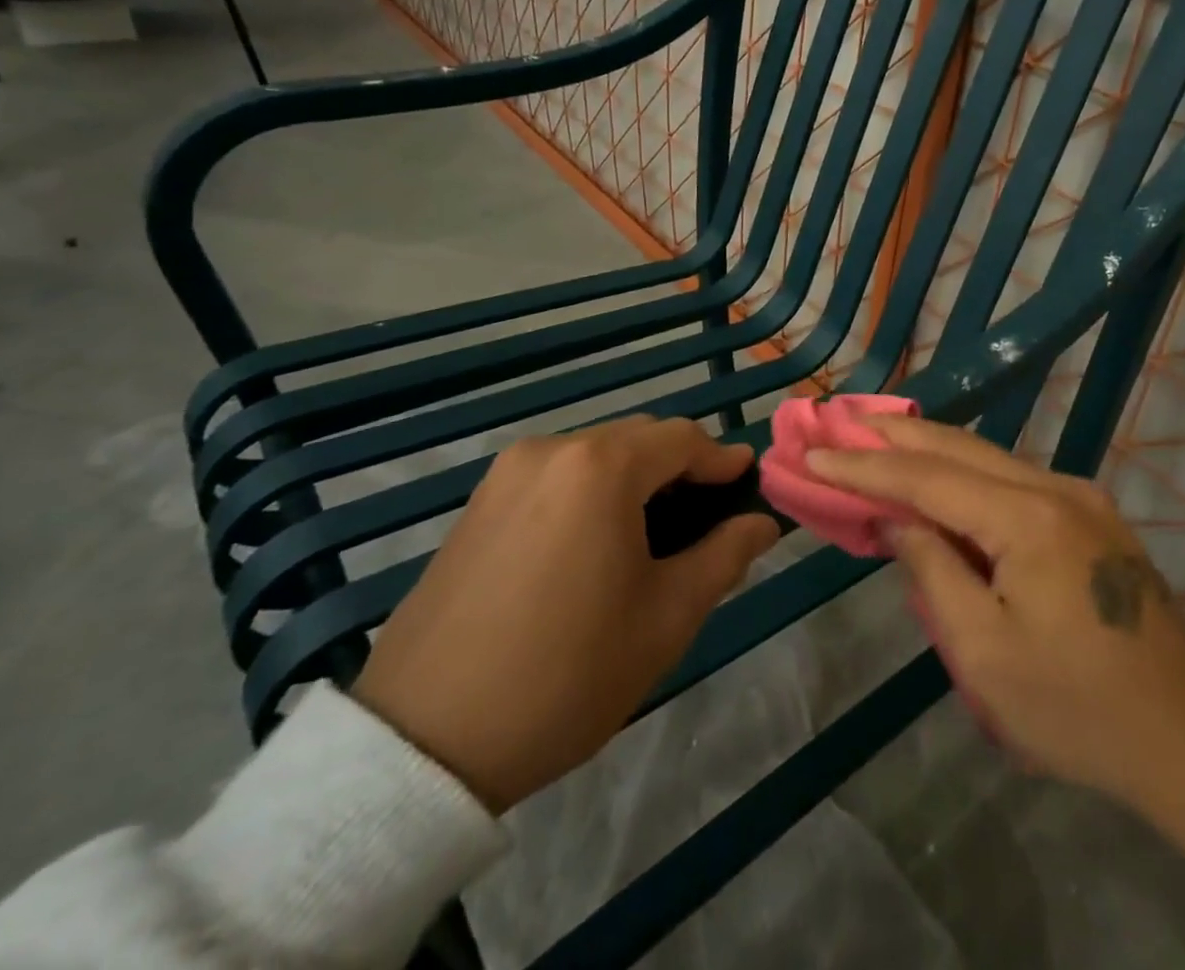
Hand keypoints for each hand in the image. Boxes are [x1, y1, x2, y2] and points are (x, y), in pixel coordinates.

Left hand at [351, 416, 778, 814]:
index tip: (746, 487)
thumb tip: (760, 522)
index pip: (683, 438)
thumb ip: (725, 555)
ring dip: (635, 480)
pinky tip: (594, 546)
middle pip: (638, 439)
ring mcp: (505, 474)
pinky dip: (590, 493)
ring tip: (651, 536)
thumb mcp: (667, 617)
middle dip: (679, 468)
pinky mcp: (477, 504)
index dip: (721, 460)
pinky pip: (555, 477)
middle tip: (704, 520)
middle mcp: (551, 450)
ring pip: (595, 456)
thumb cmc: (567, 674)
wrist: (424, 744)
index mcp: (601, 467)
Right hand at [808, 416, 1184, 969]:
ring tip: (876, 436)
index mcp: (1029, 517)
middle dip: (894, 435)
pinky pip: (1013, 482)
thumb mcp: (984, 652)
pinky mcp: (1093, 520)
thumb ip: (933, 571)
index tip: (813, 450)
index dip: (865, 465)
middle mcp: (1057, 488)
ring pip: (989, 458)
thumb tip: (898, 521)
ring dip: (930, 449)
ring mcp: (1082, 499)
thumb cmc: (1079, 709)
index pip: (927, 478)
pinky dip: (965, 475)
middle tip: (839, 416)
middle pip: (960, 448)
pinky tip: (940, 478)